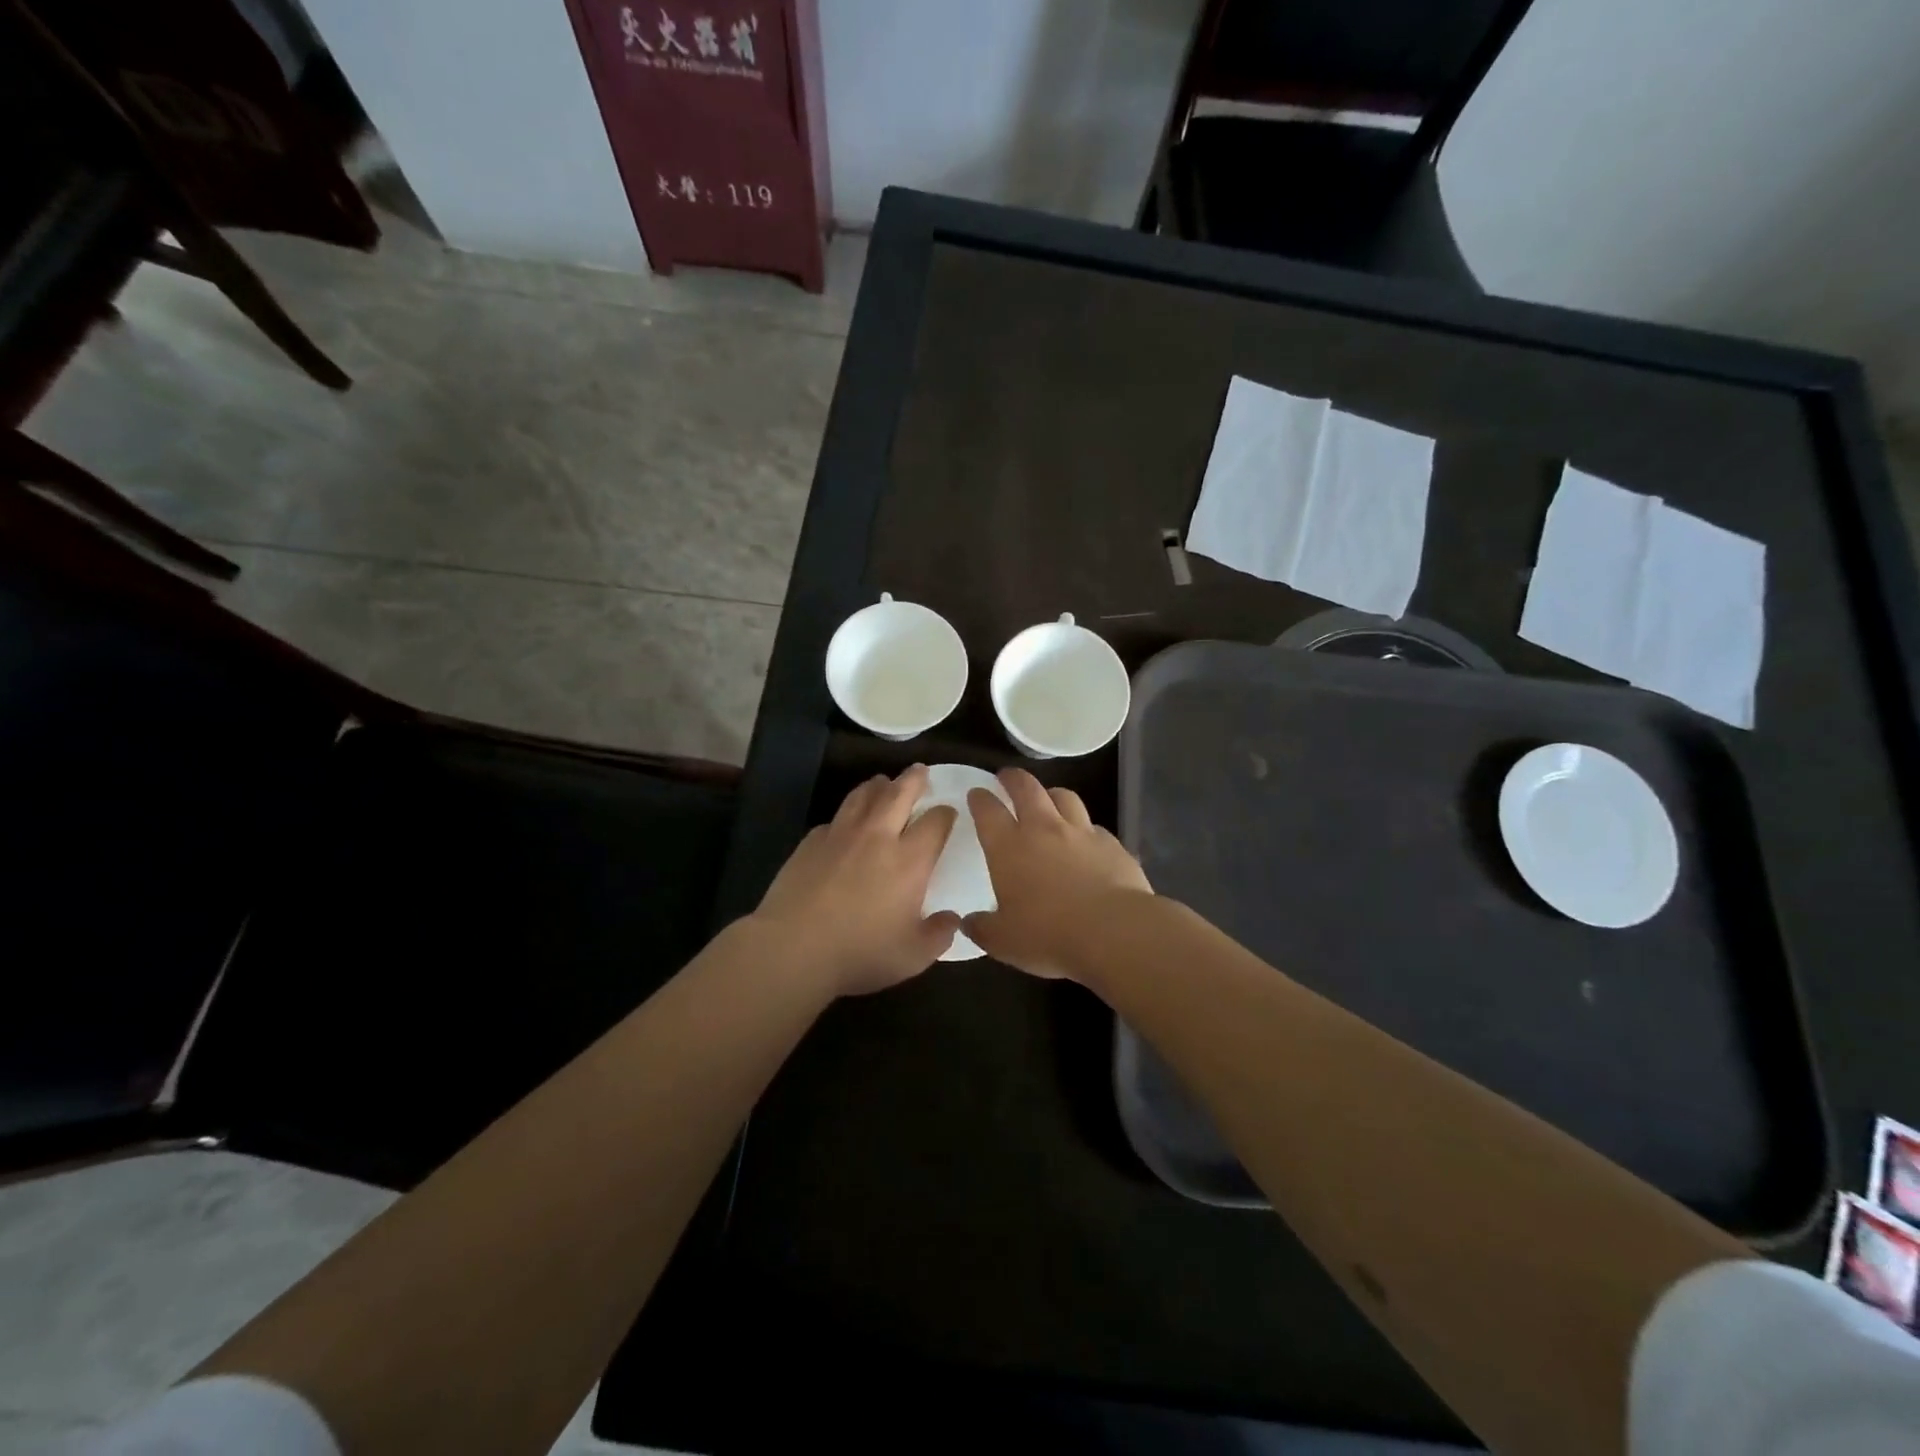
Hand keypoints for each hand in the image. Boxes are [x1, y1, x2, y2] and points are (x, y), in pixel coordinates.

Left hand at [752, 765, 959, 996]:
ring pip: (863, 795)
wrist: (794, 947)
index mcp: (910, 860)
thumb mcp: (912, 956)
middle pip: (899, 793)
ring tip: (883, 782)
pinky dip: (847, 813)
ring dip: (878, 785)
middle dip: (913, 779)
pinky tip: (846, 822)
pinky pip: (835, 818)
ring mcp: (841, 835)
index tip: (949, 812)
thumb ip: (938, 935)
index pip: (936, 822)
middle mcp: (878, 837)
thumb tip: (953, 919)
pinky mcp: (811, 842)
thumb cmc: (860, 953)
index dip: (946, 813)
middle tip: (919, 771)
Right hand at [964, 768, 1151, 979]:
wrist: (1114, 932)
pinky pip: (1094, 827)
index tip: (976, 794)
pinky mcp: (1112, 844)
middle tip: (1007, 777)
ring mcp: (1081, 833)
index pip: (988, 810)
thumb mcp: (1003, 941)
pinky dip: (1085, 828)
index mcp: (1009, 847)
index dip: (980, 798)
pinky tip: (1086, 841)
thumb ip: (982, 928)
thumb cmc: (1049, 935)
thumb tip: (967, 922)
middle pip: (1027, 788)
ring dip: (1052, 794)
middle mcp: (1044, 829)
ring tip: (1049, 799)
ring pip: (1065, 797)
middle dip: (1014, 778)